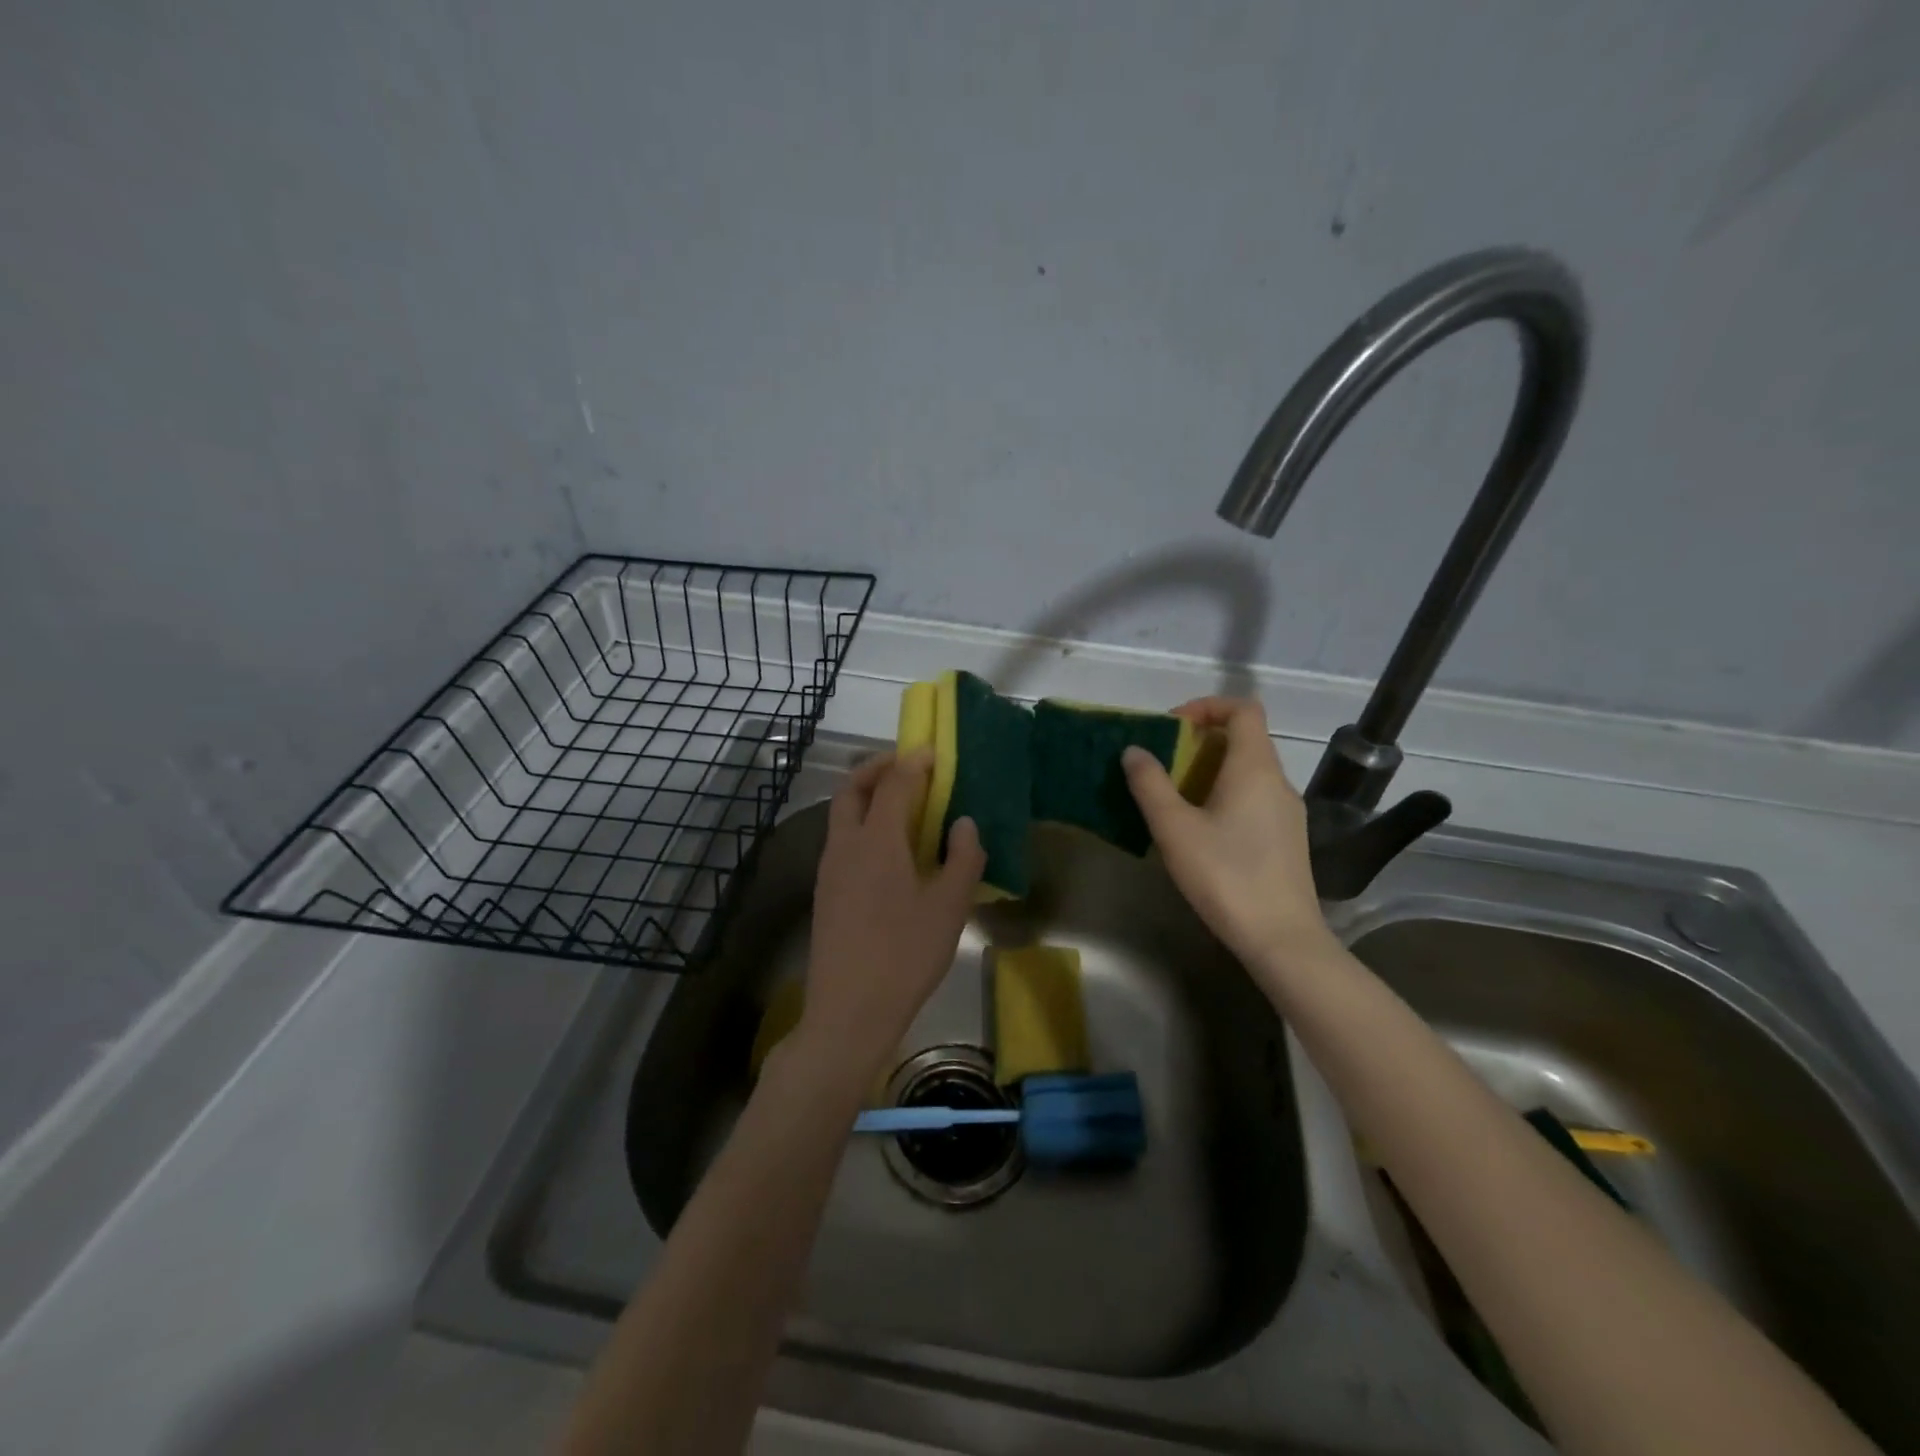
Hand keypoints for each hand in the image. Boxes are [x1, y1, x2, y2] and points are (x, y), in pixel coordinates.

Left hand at [791, 750, 985, 1092]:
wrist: (848, 1011)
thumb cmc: (905, 955)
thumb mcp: (949, 907)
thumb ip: (963, 858)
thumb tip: (963, 823)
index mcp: (876, 841)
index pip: (893, 783)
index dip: (914, 763)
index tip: (934, 753)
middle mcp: (845, 845)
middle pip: (852, 788)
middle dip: (877, 768)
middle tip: (907, 767)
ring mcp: (829, 870)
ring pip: (841, 814)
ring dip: (866, 796)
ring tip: (901, 806)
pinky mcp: (824, 893)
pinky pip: (841, 840)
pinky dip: (862, 825)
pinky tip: (887, 851)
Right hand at [1121, 697, 1332, 966]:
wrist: (1281, 938)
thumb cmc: (1225, 876)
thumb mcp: (1174, 828)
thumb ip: (1150, 784)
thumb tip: (1134, 750)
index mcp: (1255, 768)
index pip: (1243, 709)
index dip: (1207, 706)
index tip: (1173, 727)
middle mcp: (1278, 781)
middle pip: (1244, 739)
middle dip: (1200, 742)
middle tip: (1163, 765)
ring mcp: (1288, 811)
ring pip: (1249, 771)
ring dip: (1211, 772)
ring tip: (1174, 798)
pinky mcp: (1288, 838)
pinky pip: (1255, 797)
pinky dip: (1225, 795)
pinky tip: (1201, 830)